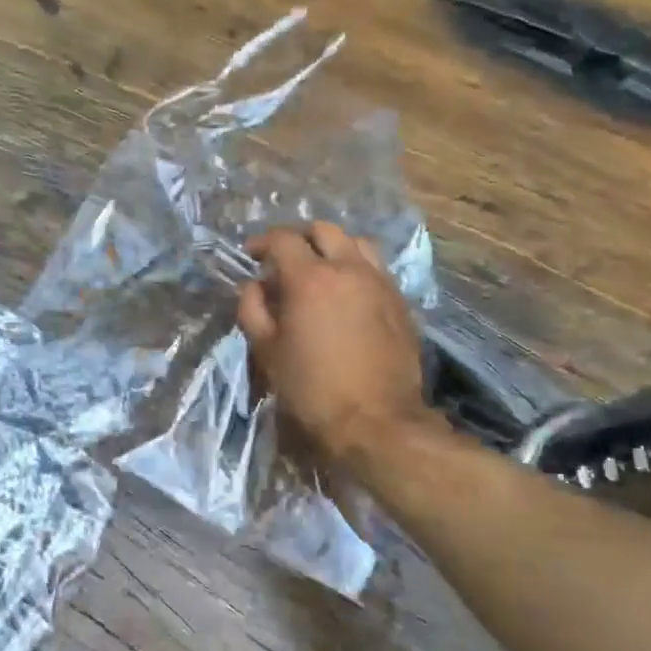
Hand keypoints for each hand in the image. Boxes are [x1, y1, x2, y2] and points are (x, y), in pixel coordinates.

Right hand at [237, 221, 426, 466]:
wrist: (376, 420)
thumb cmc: (311, 388)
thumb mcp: (267, 351)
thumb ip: (253, 310)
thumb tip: (253, 286)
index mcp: (310, 278)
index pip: (283, 239)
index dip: (262, 242)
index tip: (251, 254)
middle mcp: (348, 269)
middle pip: (323, 230)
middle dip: (299, 237)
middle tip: (284, 259)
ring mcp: (380, 282)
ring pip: (356, 243)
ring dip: (333, 247)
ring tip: (320, 269)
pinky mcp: (400, 302)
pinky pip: (376, 268)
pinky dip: (356, 268)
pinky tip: (347, 293)